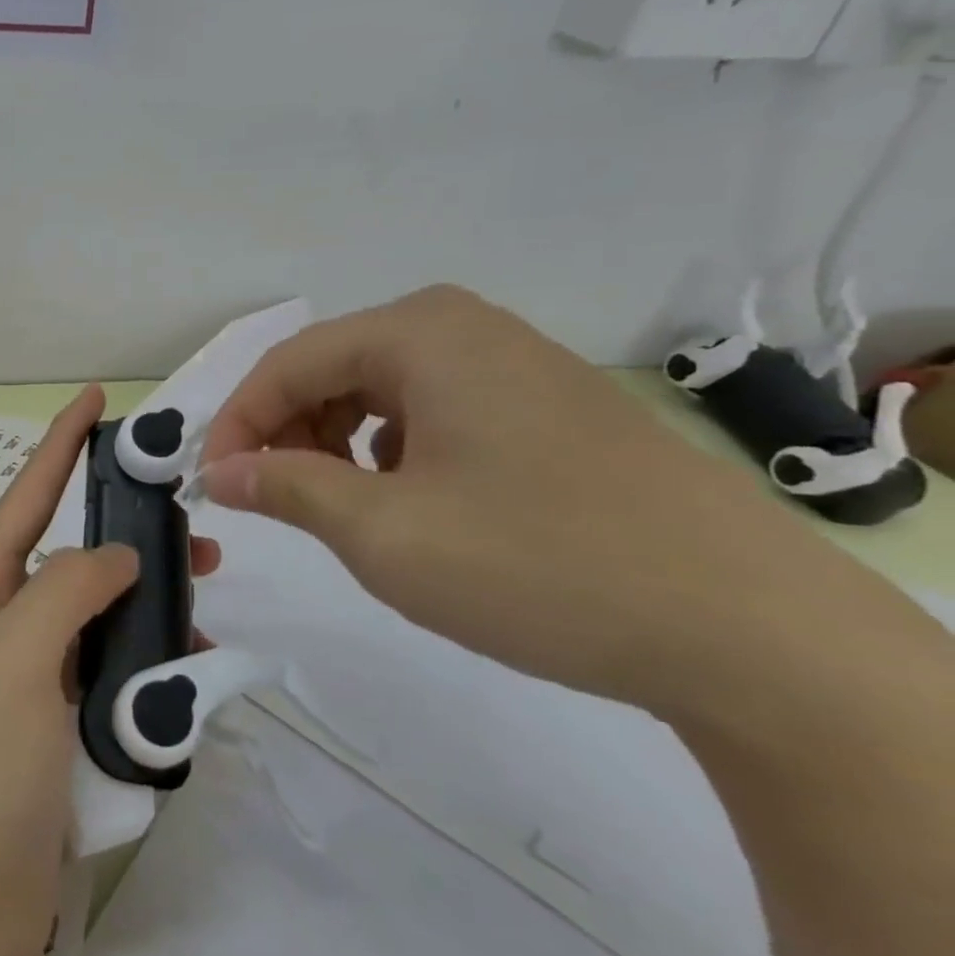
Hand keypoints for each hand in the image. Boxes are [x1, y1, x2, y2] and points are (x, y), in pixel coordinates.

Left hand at [0, 384, 218, 955]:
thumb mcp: (16, 658)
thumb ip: (66, 588)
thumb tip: (117, 555)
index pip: (27, 495)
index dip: (61, 443)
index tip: (95, 398)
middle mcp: (5, 618)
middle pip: (73, 549)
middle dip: (127, 527)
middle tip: (190, 522)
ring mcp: (34, 669)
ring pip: (101, 606)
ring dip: (148, 596)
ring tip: (203, 591)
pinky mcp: (62, 716)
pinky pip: (113, 661)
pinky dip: (149, 653)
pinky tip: (186, 663)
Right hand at [197, 284, 883, 720]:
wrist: (745, 628)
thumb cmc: (535, 563)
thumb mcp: (381, 531)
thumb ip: (284, 487)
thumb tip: (218, 473)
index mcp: (418, 332)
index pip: (287, 364)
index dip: (236, 424)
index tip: (210, 485)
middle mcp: (461, 326)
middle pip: (331, 368)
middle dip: (285, 431)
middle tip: (267, 497)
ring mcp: (509, 362)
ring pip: (378, 388)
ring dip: (333, 441)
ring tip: (334, 503)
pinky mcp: (541, 403)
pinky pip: (429, 408)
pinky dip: (389, 447)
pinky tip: (404, 497)